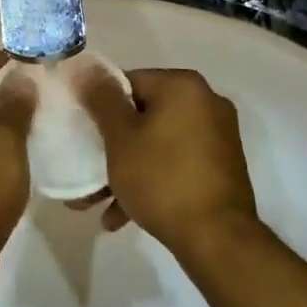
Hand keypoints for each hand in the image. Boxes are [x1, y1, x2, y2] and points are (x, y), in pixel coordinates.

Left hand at [0, 54, 34, 286]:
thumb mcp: (3, 144)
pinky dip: (3, 147)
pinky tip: (33, 150)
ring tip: (51, 116)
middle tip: (56, 89)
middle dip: (15, 91)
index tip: (50, 61)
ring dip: (11, 121)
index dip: (15, 62)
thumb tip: (23, 79)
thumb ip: (15, 106)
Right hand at [75, 68, 258, 261]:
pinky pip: (177, 162)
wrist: (219, 239)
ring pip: (159, 142)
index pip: (129, 82)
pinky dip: (154, 178)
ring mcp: (218, 135)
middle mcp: (206, 101)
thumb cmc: (162, 179)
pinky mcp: (222, 166)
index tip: (85, 134)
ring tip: (99, 202)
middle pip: (144, 114)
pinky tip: (124, 215)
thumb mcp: (120, 137)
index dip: (102, 107)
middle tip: (89, 170)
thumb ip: (101, 98)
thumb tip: (85, 67)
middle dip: (113, 144)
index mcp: (183, 85)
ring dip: (129, 167)